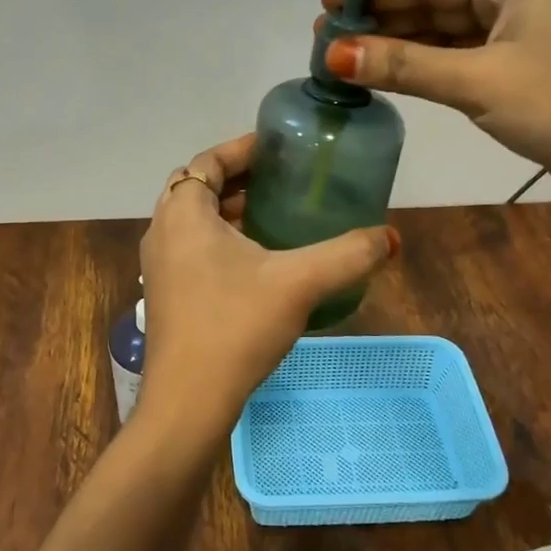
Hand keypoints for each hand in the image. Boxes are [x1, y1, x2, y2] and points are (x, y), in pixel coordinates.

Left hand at [136, 134, 397, 442]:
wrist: (189, 401)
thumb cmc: (235, 326)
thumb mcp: (299, 283)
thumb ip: (348, 255)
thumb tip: (391, 238)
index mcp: (183, 213)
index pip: (207, 161)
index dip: (242, 149)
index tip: (277, 148)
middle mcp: (162, 231)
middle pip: (197, 187)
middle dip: (237, 178)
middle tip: (280, 179)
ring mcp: (159, 266)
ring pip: (193, 220)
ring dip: (228, 210)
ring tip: (273, 213)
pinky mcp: (165, 294)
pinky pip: (191, 248)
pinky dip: (219, 239)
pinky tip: (256, 261)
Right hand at [320, 0, 550, 218]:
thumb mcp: (478, 80)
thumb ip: (404, 65)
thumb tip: (333, 53)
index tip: (328, 1)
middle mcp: (522, 1)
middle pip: (439, 4)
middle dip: (384, 22)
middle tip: (326, 36)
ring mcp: (525, 42)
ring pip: (449, 37)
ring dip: (401, 49)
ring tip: (345, 58)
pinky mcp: (524, 80)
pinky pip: (463, 64)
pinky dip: (426, 71)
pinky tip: (388, 77)